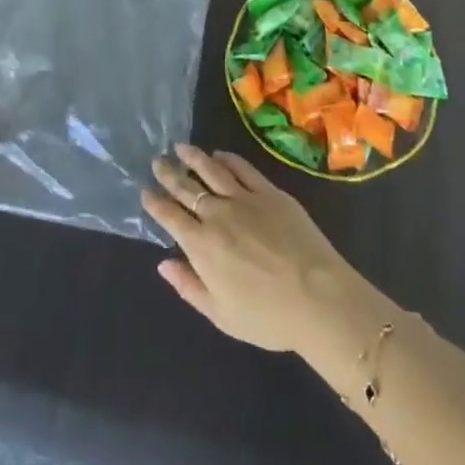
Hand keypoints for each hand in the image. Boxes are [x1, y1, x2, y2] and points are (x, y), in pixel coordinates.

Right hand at [142, 145, 377, 356]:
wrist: (318, 297)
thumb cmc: (267, 316)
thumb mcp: (220, 314)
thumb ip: (189, 286)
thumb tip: (163, 264)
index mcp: (201, 245)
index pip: (170, 216)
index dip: (155, 202)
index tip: (145, 191)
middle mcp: (217, 214)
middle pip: (187, 187)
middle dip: (169, 173)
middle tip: (158, 161)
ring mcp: (245, 198)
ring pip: (212, 170)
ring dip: (194, 157)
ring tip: (181, 148)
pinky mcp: (270, 191)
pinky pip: (243, 168)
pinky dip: (228, 159)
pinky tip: (220, 154)